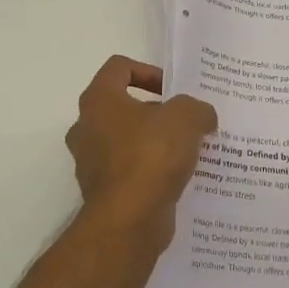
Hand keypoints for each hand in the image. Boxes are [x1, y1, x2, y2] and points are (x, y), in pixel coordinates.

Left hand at [66, 57, 217, 252]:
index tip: (173, 90)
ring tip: (186, 152)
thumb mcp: (186, 117)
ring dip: (154, 143)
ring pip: (126, 141)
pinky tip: (178, 178)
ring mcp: (91, 163)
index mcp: (98, 100)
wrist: (129, 220)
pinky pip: (130, 172)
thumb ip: (196, 108)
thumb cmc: (151, 155)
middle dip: (155, 112)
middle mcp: (86, 128)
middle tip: (185, 122)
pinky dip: (150, 172)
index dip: (148, 71)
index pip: (119, 68)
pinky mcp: (103, 192)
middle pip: (122, 106)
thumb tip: (202, 117)